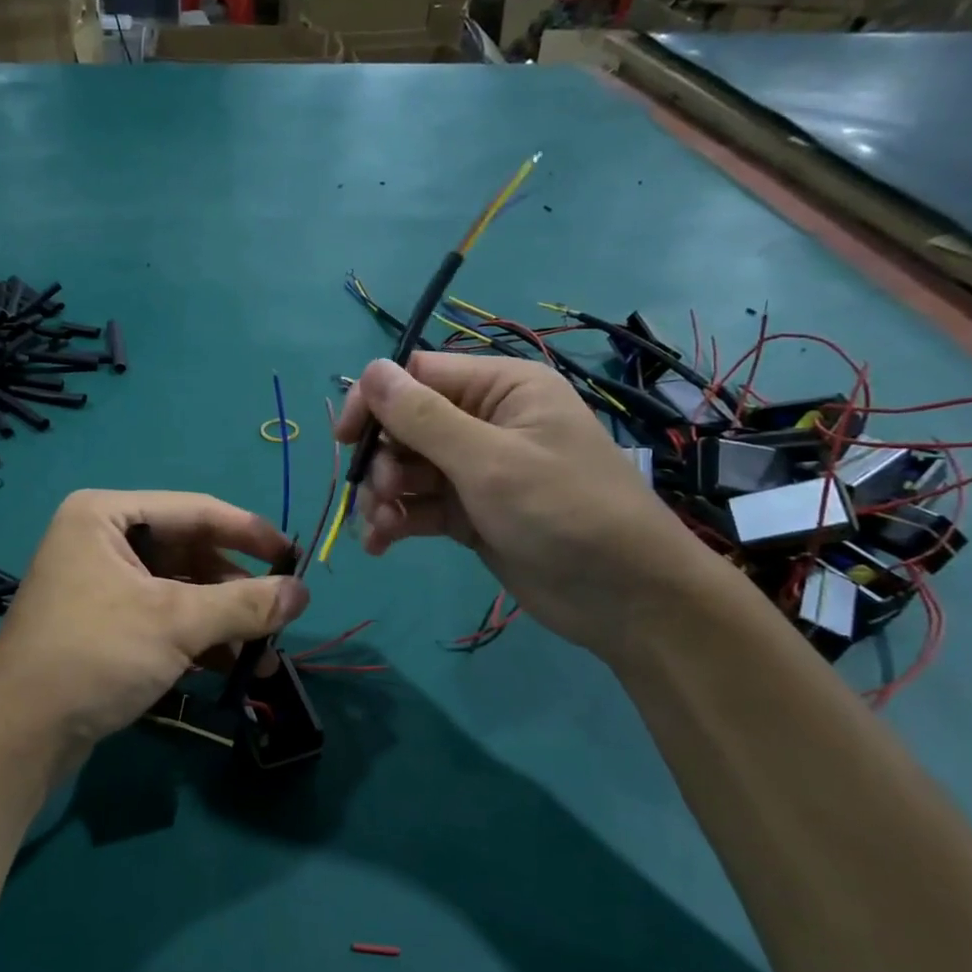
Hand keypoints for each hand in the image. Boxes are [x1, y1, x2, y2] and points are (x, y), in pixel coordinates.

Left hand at [0, 490, 309, 763]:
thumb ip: (244, 604)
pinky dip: (197, 641)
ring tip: (262, 660)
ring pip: (179, 591)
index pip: (195, 511)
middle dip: (235, 591)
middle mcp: (101, 540)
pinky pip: (162, 619)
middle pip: (189, 553)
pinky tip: (230, 670)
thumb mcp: (175, 622)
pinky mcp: (104, 625)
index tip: (295, 558)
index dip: (249, 533)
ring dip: (222, 623)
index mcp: (106, 514)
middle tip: (279, 619)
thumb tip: (304, 593)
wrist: (19, 735)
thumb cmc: (95, 655)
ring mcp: (101, 584)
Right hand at [334, 355, 711, 654]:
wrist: (626, 598)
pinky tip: (381, 544)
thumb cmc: (565, 513)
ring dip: (383, 496)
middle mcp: (484, 421)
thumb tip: (370, 372)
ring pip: (405, 468)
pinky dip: (395, 521)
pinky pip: (417, 505)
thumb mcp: (490, 462)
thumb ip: (424, 418)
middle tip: (384, 495)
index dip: (375, 401)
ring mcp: (475, 469)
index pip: (417, 376)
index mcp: (500, 388)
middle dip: (383, 461)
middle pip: (404, 424)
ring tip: (382, 528)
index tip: (346, 440)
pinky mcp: (468, 512)